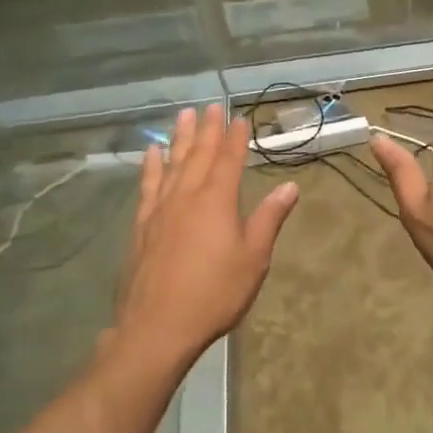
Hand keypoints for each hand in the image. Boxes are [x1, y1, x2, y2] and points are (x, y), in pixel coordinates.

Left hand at [112, 104, 298, 368]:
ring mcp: (161, 209)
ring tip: (184, 115)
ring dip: (180, 137)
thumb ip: (269, 218)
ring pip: (172, 163)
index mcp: (217, 200)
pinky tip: (152, 153)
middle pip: (199, 154)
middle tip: (212, 105)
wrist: (157, 327)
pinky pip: (148, 185)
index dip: (235, 137)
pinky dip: (151, 166)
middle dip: (208, 129)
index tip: (239, 117)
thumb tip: (289, 186)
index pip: (229, 159)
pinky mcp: (142, 225)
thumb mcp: (253, 258)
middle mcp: (187, 195)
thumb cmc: (214, 293)